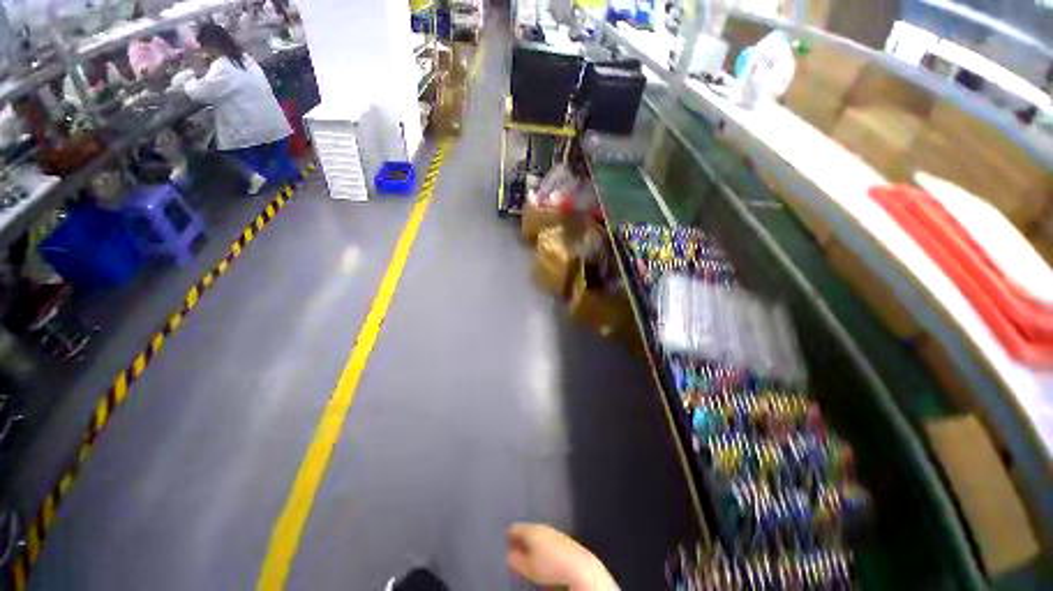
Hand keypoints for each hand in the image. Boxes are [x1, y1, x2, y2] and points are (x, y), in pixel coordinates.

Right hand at [506, 523, 617, 590]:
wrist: (578, 565)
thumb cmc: (550, 566)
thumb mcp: (528, 567)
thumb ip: (515, 560)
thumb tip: (508, 554)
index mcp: (531, 528)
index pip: (513, 527)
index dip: (506, 536)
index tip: (501, 545)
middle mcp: (541, 526)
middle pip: (525, 530)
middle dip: (519, 540)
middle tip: (512, 552)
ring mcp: (552, 530)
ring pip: (536, 534)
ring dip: (530, 544)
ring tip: (526, 556)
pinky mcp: (561, 538)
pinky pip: (545, 539)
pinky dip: (540, 545)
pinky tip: (541, 556)